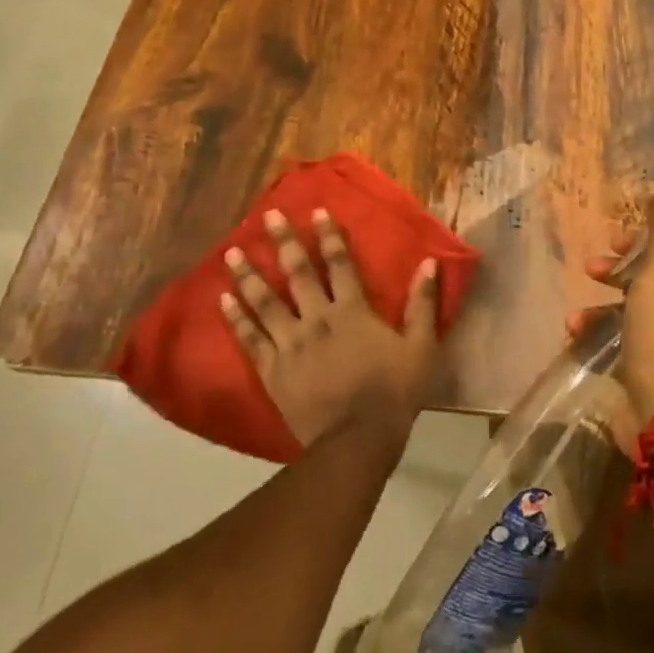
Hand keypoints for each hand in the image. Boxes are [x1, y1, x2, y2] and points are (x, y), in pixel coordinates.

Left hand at [222, 207, 440, 451]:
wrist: (357, 442)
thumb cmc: (394, 393)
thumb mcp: (421, 348)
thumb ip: (423, 304)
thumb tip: (430, 263)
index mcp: (352, 311)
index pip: (340, 264)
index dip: (329, 236)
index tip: (317, 211)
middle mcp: (317, 319)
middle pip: (298, 274)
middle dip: (283, 242)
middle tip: (267, 216)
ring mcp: (291, 344)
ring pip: (265, 302)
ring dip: (248, 275)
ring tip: (232, 252)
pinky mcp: (273, 370)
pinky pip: (251, 339)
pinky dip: (237, 318)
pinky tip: (223, 301)